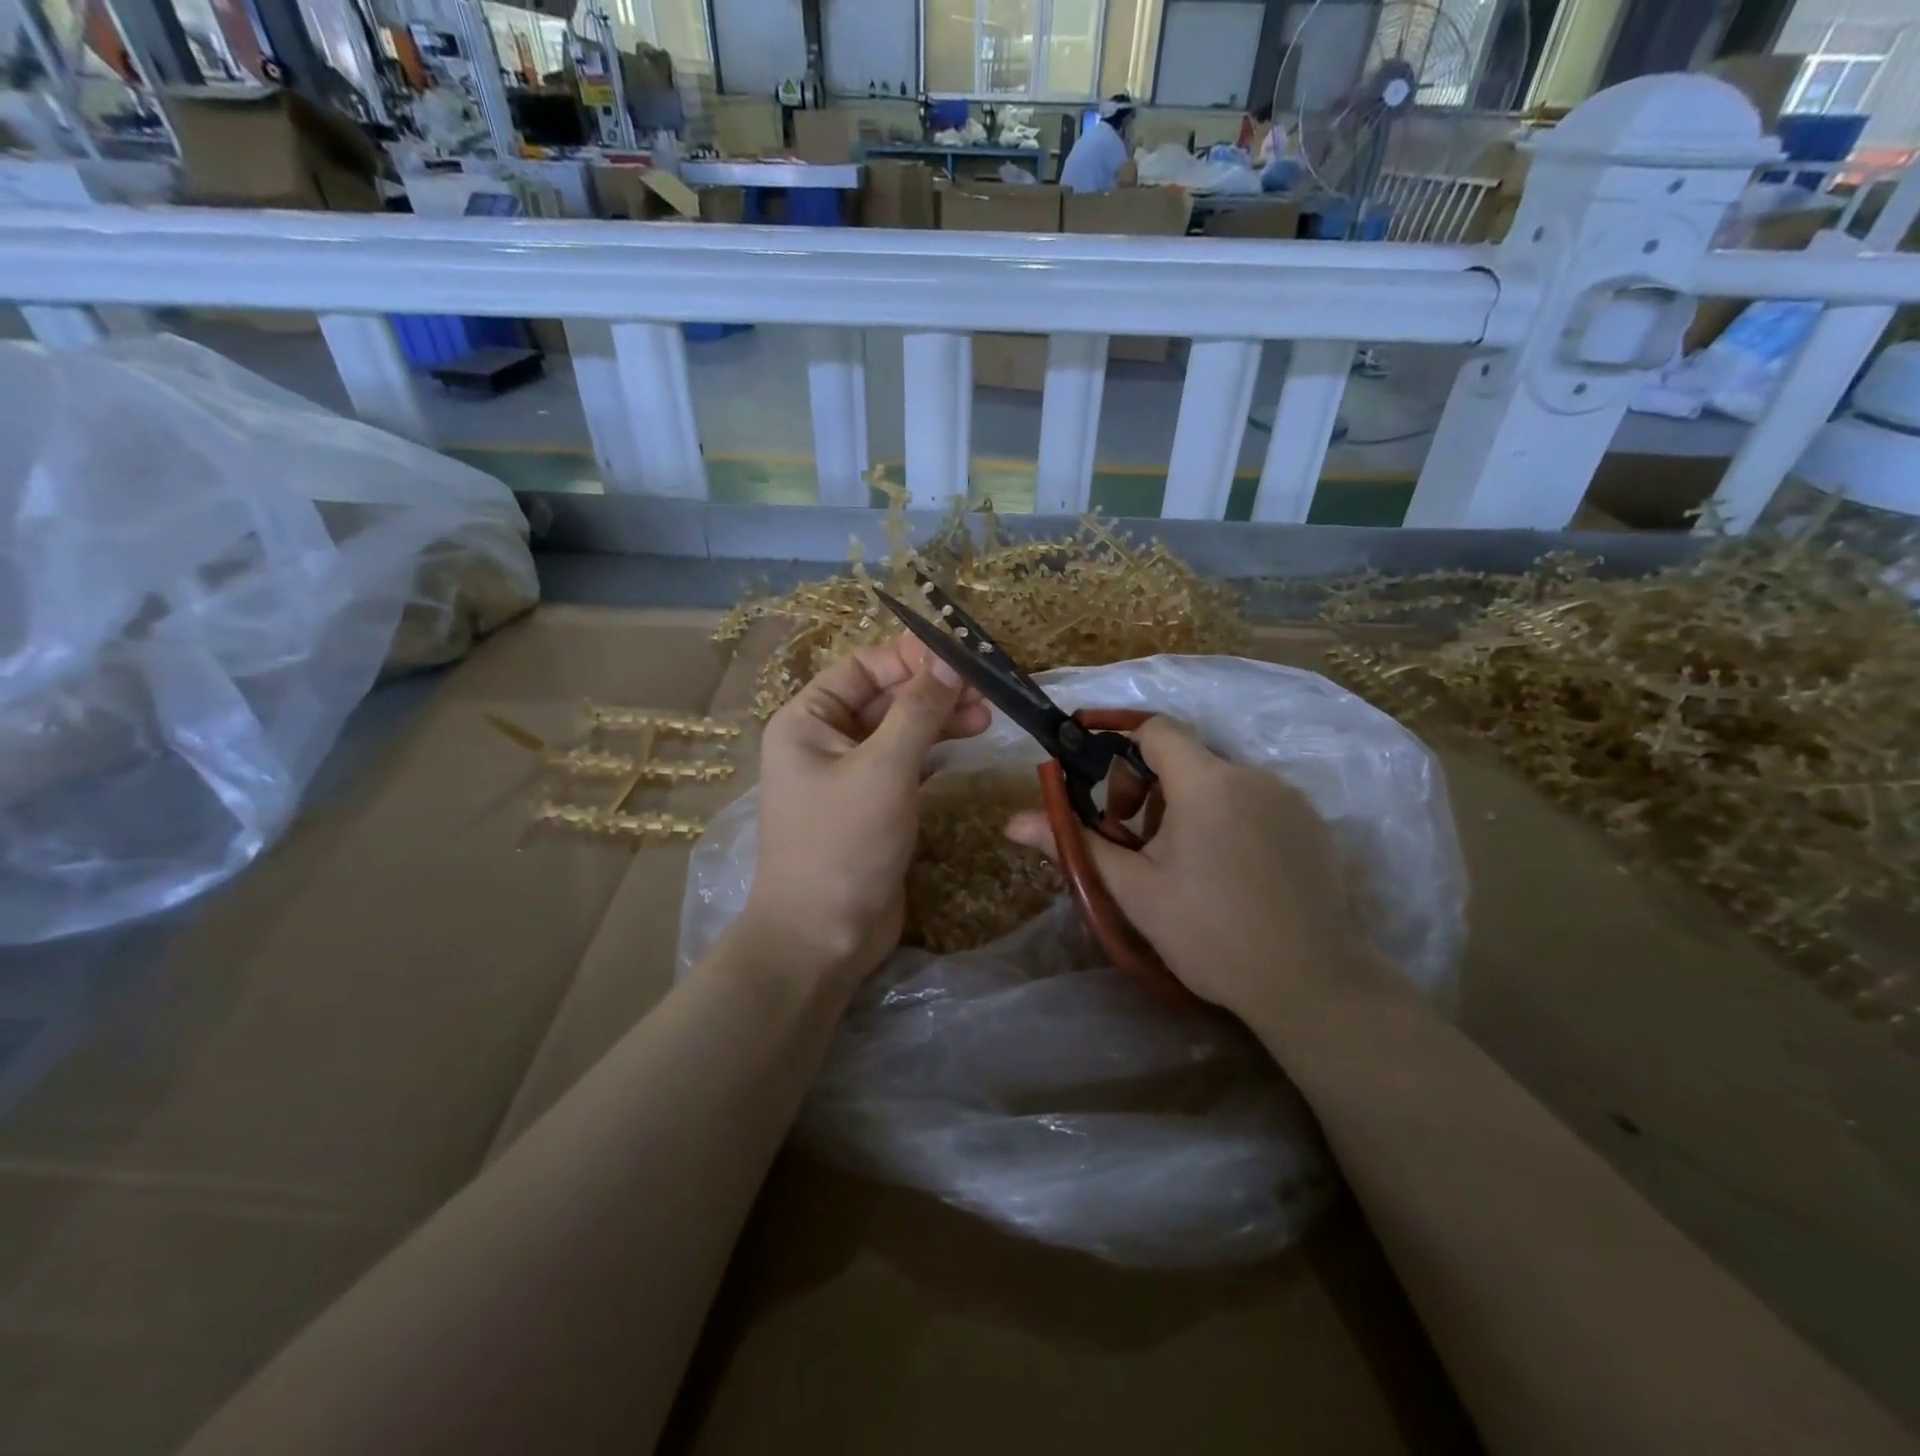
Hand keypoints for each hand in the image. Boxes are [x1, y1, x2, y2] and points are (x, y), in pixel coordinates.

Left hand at [743, 635, 989, 985]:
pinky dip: (934, 749)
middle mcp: (823, 740)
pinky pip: (905, 762)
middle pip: (883, 697)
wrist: (824, 937)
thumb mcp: (883, 769)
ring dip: (940, 719)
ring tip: (988, 716)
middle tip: (985, 689)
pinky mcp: (873, 804)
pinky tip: (966, 741)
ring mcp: (849, 774)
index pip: (862, 668)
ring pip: (899, 730)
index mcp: (806, 721)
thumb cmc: (844, 844)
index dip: (909, 656)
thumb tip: (950, 661)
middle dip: (932, 690)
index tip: (960, 654)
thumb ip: (918, 711)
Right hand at [1005, 716, 1398, 1018]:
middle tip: (1133, 840)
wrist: (1310, 985)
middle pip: (1185, 758)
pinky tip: (1226, 872)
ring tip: (1179, 864)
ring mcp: (1289, 798)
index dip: (1118, 739)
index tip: (1095, 773)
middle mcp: (1252, 775)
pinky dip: (1226, 819)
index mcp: (1206, 783)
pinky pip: (1254, 802)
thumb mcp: (1134, 891)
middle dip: (1148, 787)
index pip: (1155, 730)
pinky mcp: (1311, 824)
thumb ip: (1075, 845)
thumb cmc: (1209, 934)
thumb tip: (1012, 822)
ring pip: (1219, 782)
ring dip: (1187, 806)